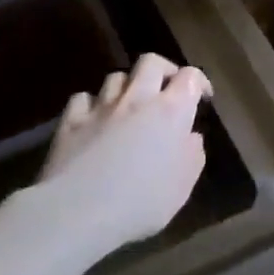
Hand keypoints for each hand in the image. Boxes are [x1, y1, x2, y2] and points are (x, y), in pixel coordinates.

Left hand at [24, 53, 211, 260]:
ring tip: (130, 106)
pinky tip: (95, 119)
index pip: (190, 77)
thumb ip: (192, 154)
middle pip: (152, 62)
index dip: (199, 82)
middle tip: (167, 90)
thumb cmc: (142, 201)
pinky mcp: (71, 121)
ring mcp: (101, 108)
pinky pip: (83, 98)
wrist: (79, 212)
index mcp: (171, 111)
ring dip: (128, 87)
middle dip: (164, 70)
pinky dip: (92, 104)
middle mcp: (138, 99)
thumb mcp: (183, 185)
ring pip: (117, 77)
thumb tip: (190, 137)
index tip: (202, 99)